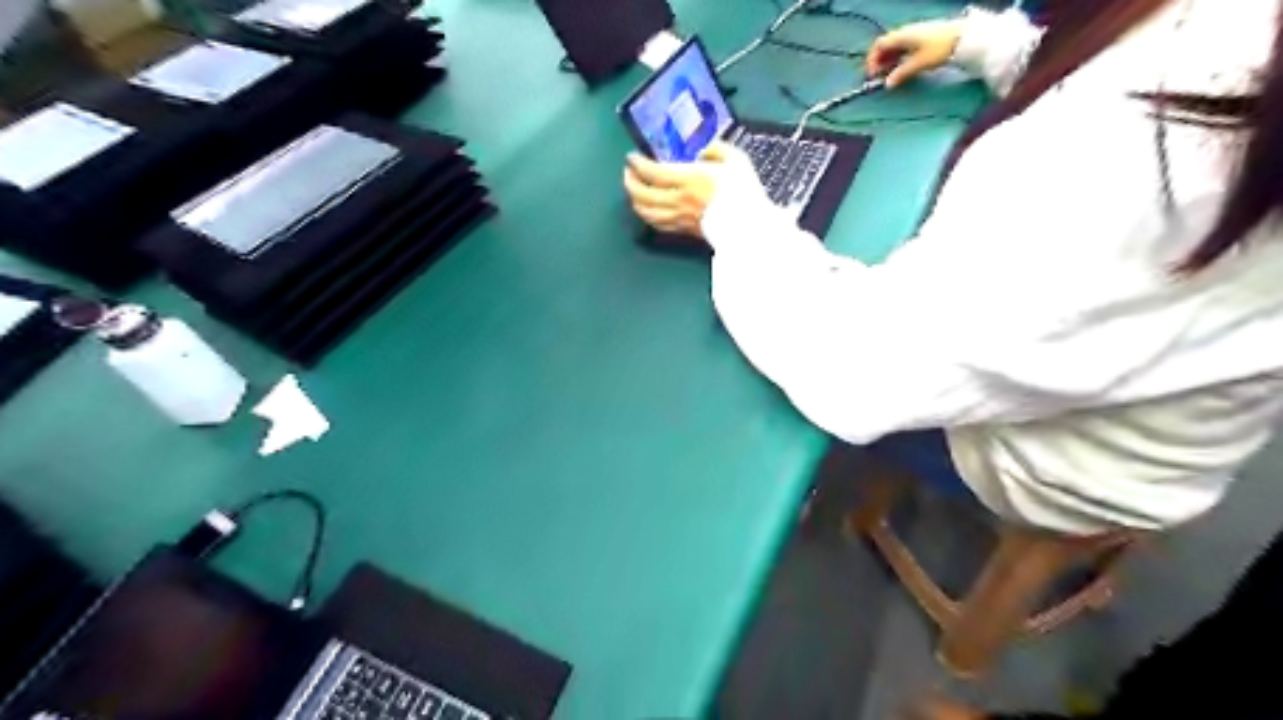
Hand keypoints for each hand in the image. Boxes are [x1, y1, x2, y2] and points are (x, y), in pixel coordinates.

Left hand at [621, 140, 759, 237]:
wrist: (751, 228)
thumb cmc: (745, 193)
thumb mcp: (736, 160)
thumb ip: (716, 149)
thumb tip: (701, 148)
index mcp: (690, 178)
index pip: (653, 171)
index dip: (638, 164)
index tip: (632, 157)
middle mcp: (679, 199)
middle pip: (642, 193)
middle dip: (630, 181)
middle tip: (629, 172)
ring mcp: (679, 218)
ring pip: (646, 211)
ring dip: (635, 200)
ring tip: (634, 191)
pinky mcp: (684, 231)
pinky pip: (657, 224)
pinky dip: (647, 215)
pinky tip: (647, 210)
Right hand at [867, 18, 955, 86]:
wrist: (964, 37)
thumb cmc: (939, 48)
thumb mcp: (919, 63)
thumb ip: (901, 73)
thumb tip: (887, 84)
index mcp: (902, 36)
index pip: (879, 45)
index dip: (872, 60)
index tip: (872, 75)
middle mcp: (906, 32)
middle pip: (885, 45)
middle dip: (879, 61)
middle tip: (879, 77)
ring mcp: (914, 33)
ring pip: (894, 47)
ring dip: (888, 60)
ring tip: (889, 74)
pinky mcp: (922, 37)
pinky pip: (903, 47)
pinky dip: (897, 57)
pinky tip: (901, 67)